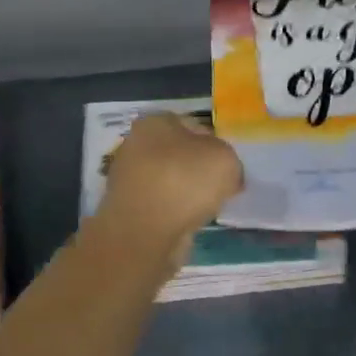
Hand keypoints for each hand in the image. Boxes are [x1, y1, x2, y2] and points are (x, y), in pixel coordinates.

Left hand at [96, 112, 244, 256]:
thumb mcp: (225, 159)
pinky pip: (161, 203)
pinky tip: (188, 222)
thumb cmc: (184, 183)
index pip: (193, 126)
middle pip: (179, 154)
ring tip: (206, 207)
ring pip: (170, 179)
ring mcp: (127, 177)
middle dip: (199, 169)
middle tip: (221, 187)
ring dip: (187, 192)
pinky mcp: (127, 207)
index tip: (228, 166)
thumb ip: (228, 159)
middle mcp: (135, 144)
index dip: (215, 144)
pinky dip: (174, 211)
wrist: (144, 233)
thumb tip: (224, 173)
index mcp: (154, 122)